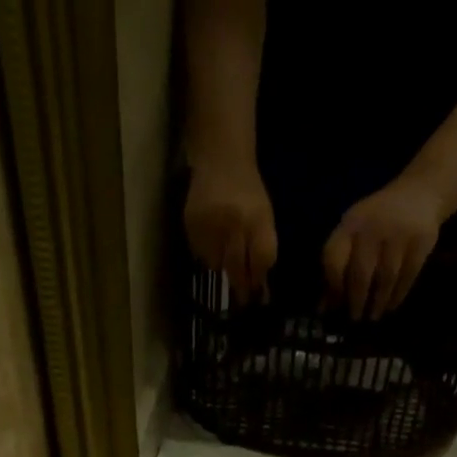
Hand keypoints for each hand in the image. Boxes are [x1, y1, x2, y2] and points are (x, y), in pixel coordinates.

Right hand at [184, 160, 278, 304]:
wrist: (220, 159)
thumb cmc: (247, 193)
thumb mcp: (264, 217)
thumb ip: (263, 250)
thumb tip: (260, 288)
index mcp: (257, 220)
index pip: (261, 260)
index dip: (258, 279)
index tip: (255, 293)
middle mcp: (234, 223)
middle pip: (237, 269)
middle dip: (240, 284)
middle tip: (241, 296)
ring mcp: (211, 224)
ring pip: (216, 265)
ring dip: (221, 263)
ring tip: (223, 245)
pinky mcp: (192, 225)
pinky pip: (201, 254)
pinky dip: (207, 251)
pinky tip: (210, 235)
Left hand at [322, 177, 446, 320]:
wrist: (419, 192)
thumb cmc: (376, 223)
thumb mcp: (353, 235)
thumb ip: (338, 268)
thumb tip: (324, 309)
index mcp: (351, 224)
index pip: (334, 259)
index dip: (333, 287)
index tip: (336, 306)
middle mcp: (373, 227)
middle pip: (360, 274)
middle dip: (356, 301)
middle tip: (355, 318)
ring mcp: (399, 233)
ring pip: (385, 278)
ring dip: (378, 302)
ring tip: (373, 316)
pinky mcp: (421, 241)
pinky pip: (407, 276)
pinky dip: (398, 295)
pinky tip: (391, 305)